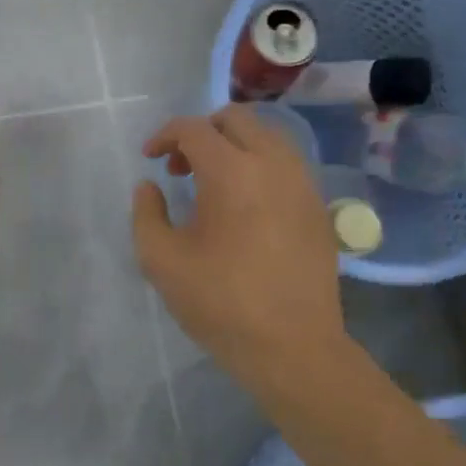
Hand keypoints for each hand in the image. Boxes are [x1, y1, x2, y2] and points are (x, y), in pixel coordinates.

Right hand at [132, 106, 351, 391]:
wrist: (292, 346)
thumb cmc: (220, 302)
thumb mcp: (161, 260)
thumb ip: (146, 214)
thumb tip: (151, 186)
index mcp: (232, 172)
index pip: (194, 129)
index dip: (164, 136)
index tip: (149, 159)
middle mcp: (273, 164)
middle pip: (236, 119)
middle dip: (201, 132)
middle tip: (180, 167)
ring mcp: (303, 184)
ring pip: (267, 136)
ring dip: (234, 146)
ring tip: (212, 184)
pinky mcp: (318, 207)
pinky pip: (286, 164)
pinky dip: (259, 166)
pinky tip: (244, 205)